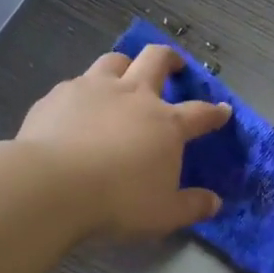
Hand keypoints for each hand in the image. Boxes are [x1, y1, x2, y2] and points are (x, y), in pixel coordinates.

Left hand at [18, 45, 232, 238]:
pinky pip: (77, 83)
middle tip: (174, 65)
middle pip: (157, 60)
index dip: (214, 112)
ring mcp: (94, 89)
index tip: (223, 110)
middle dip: (170, 59)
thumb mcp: (163, 214)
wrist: (51, 185)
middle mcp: (134, 96)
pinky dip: (84, 91)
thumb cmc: (117, 200)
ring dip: (125, 65)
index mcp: (166, 124)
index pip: (200, 113)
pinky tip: (78, 107)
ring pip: (115, 60)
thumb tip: (215, 203)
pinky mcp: (59, 95)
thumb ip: (192, 206)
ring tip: (123, 76)